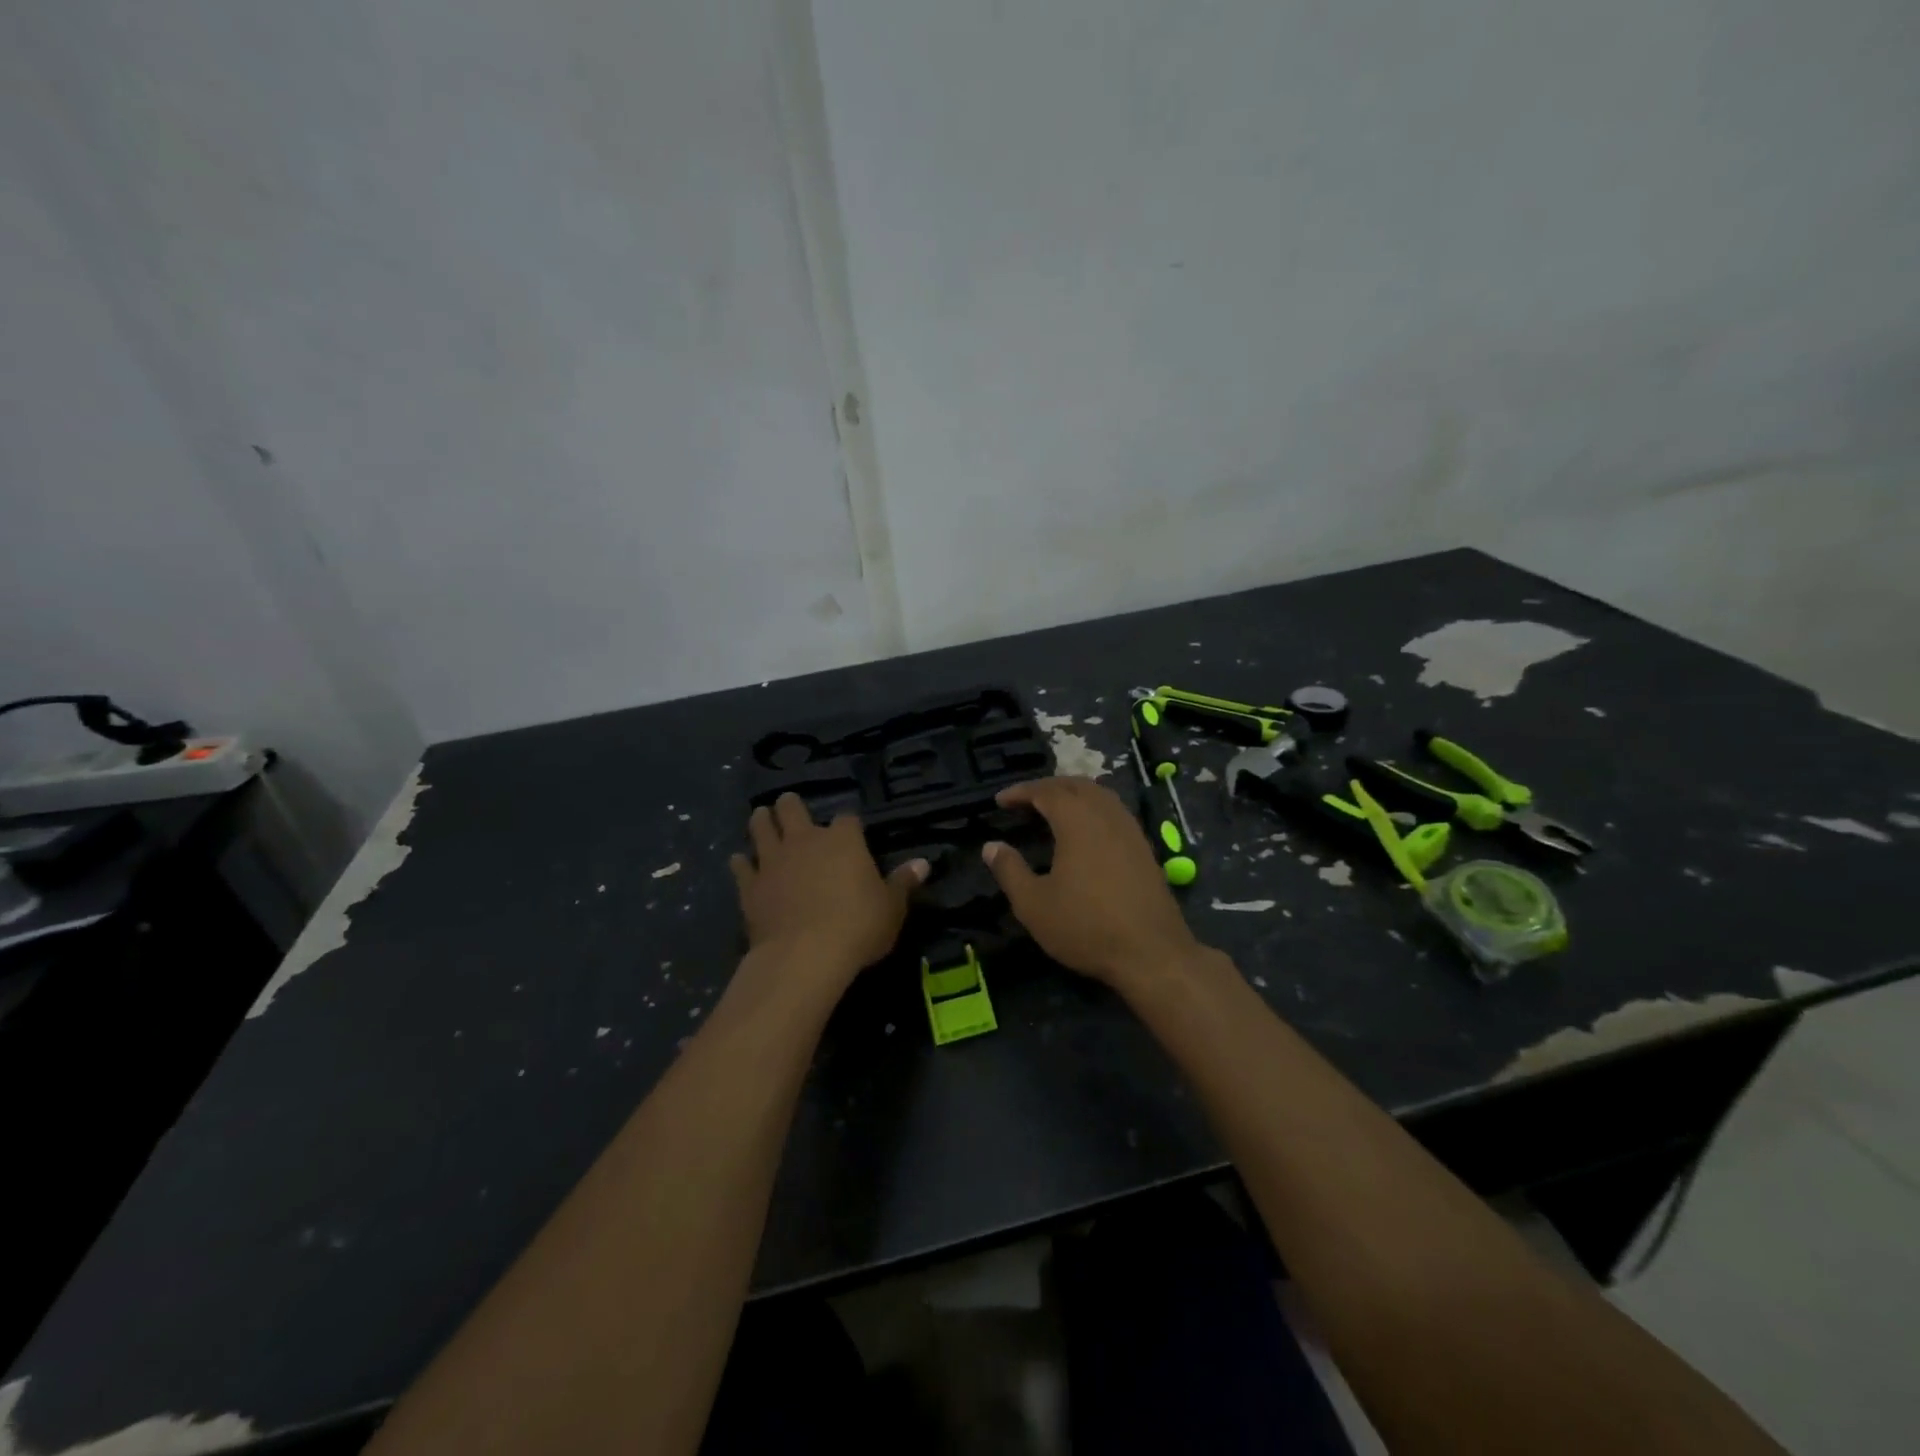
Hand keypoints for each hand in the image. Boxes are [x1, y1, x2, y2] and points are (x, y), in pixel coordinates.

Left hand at [730, 794, 926, 987]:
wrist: (805, 955)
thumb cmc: (858, 927)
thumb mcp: (892, 908)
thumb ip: (903, 883)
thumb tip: (923, 864)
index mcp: (843, 840)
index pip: (847, 818)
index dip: (848, 824)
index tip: (850, 831)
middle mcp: (805, 840)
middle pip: (793, 809)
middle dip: (791, 806)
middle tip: (789, 805)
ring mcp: (773, 861)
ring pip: (761, 828)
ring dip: (761, 821)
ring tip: (761, 817)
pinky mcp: (750, 886)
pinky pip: (741, 866)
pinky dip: (741, 862)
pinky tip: (740, 861)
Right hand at [981, 777, 1204, 990]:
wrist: (1152, 954)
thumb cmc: (1086, 927)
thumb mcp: (1034, 904)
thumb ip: (1010, 870)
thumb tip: (991, 846)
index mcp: (1077, 821)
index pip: (1046, 791)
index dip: (1021, 791)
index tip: (1000, 800)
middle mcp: (1106, 816)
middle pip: (1076, 785)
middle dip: (1048, 787)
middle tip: (1025, 800)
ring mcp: (1130, 831)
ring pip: (1100, 795)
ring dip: (1073, 794)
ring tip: (1053, 810)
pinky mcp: (1144, 848)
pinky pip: (1115, 812)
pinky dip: (1093, 809)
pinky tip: (1086, 832)